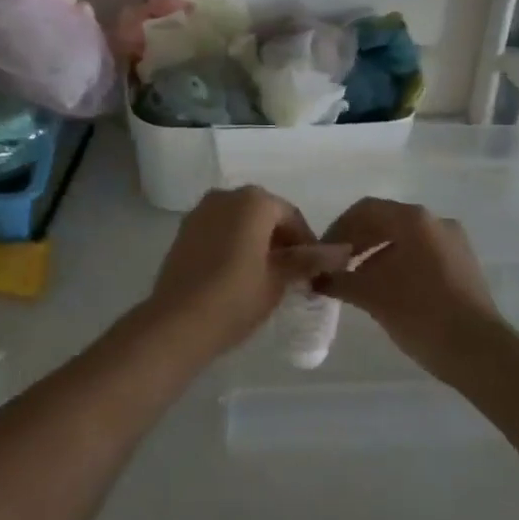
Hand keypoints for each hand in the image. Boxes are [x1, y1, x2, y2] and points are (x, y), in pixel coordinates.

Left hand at [146, 187, 350, 361]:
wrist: (176, 323)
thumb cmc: (235, 299)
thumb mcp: (278, 280)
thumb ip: (308, 260)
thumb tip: (342, 251)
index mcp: (254, 201)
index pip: (291, 216)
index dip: (307, 243)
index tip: (313, 272)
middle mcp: (226, 195)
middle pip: (265, 214)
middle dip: (281, 240)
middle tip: (292, 275)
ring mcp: (201, 210)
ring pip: (240, 220)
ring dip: (256, 240)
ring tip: (266, 276)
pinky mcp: (184, 229)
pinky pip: (219, 229)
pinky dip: (233, 243)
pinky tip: (238, 273)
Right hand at [318, 198, 499, 377]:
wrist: (480, 353)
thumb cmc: (421, 313)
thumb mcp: (372, 296)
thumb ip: (339, 280)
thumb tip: (315, 278)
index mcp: (414, 219)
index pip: (366, 210)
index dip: (339, 228)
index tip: (323, 253)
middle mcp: (436, 222)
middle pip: (386, 221)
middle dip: (358, 242)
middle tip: (336, 267)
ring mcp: (454, 243)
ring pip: (405, 239)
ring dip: (377, 255)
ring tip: (358, 282)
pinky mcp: (464, 265)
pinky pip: (423, 254)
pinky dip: (399, 265)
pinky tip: (387, 292)